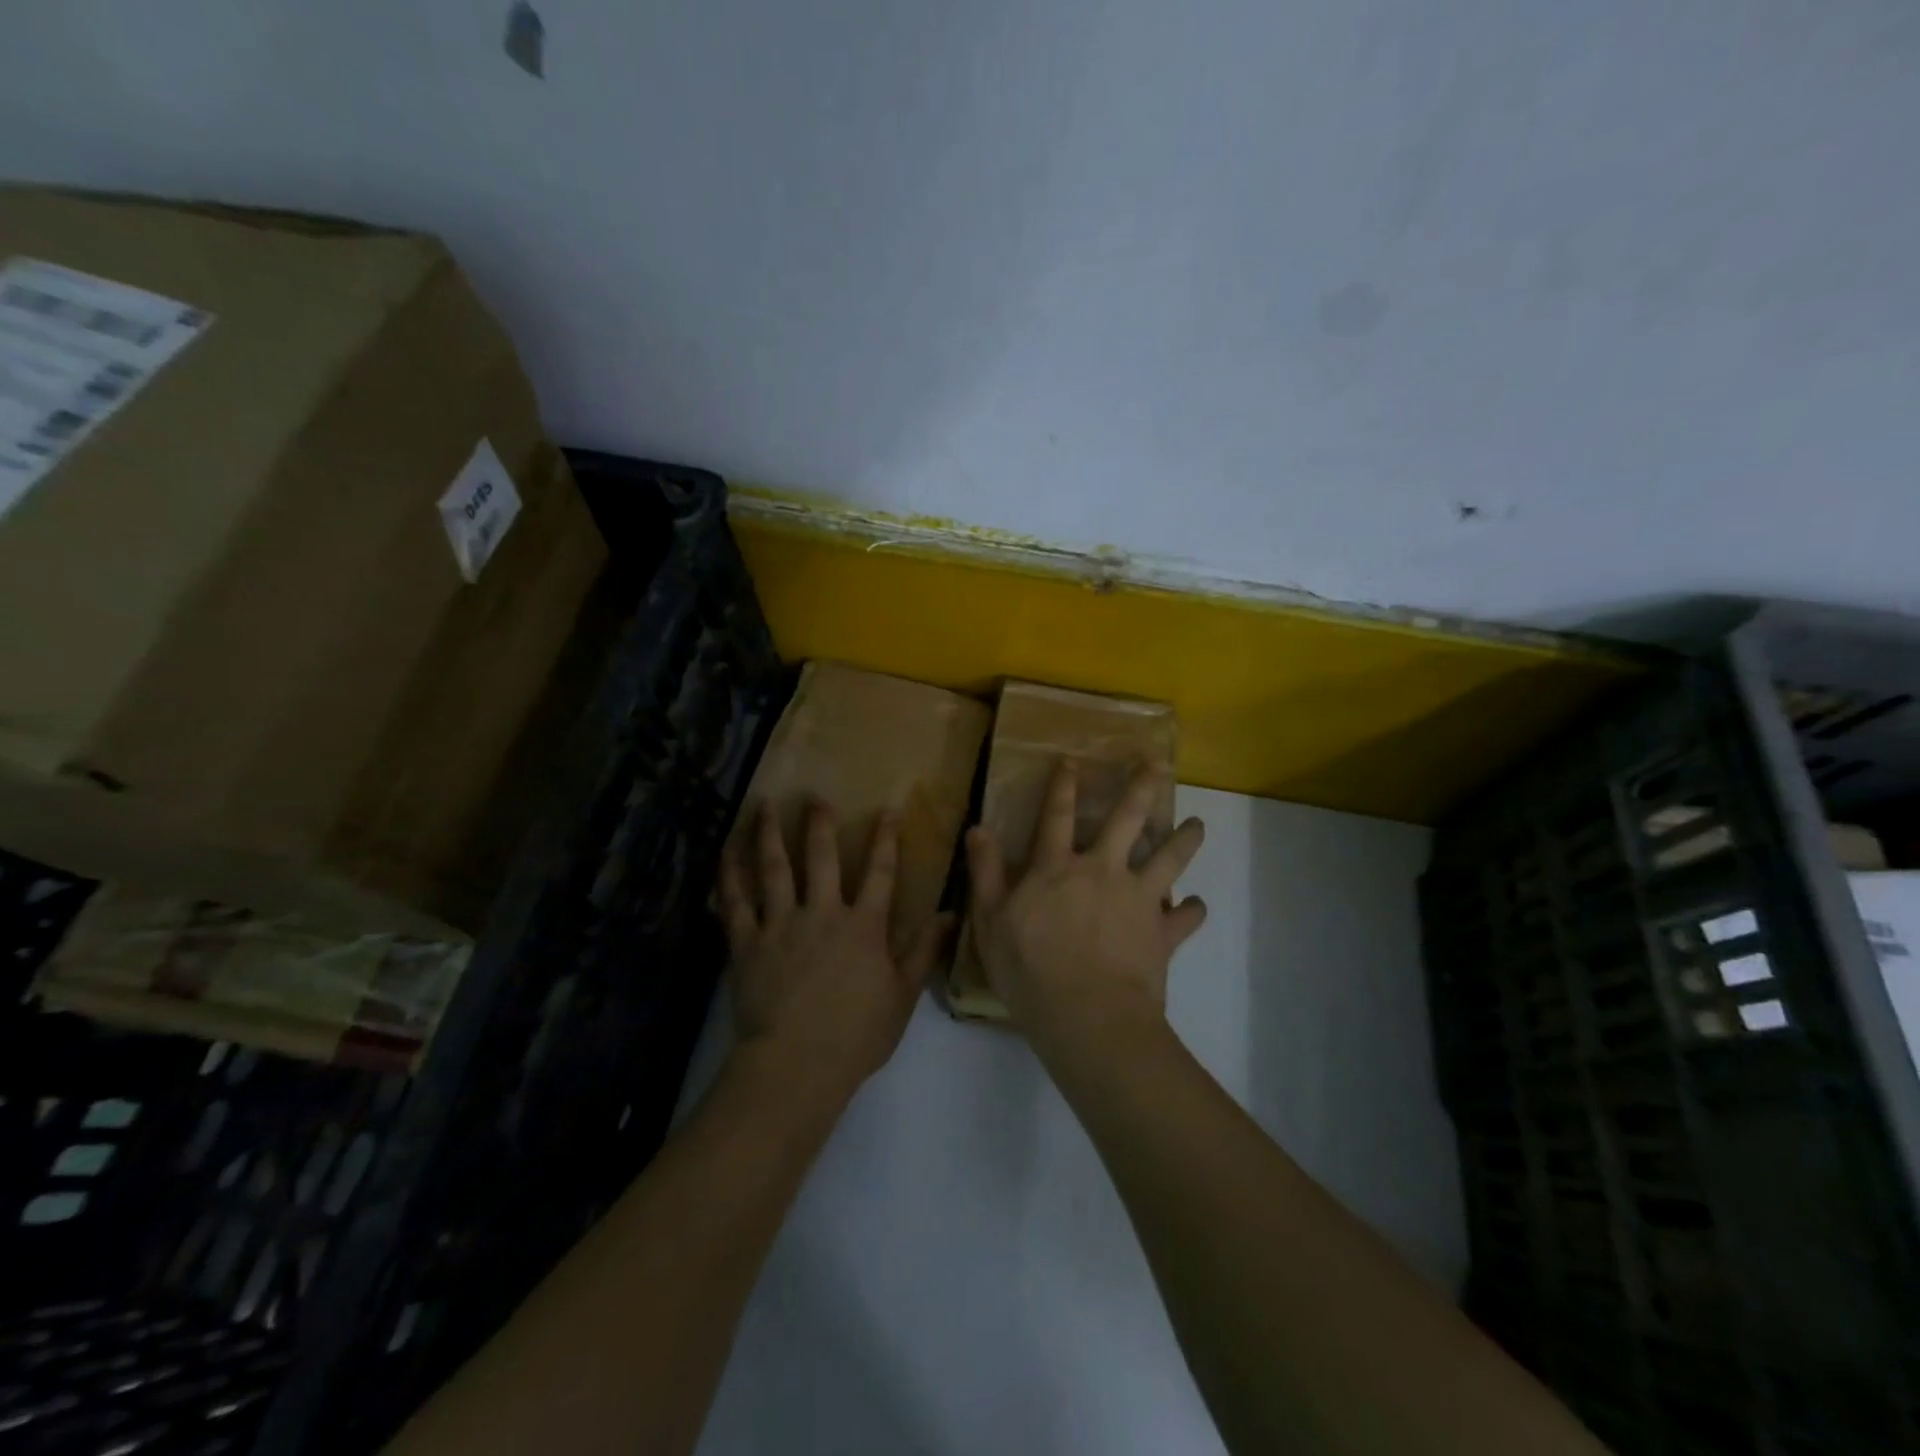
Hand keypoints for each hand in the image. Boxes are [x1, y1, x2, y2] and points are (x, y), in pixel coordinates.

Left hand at [719, 800, 949, 1102]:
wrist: (796, 1065)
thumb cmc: (856, 1035)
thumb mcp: (902, 995)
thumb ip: (924, 951)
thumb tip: (952, 914)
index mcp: (863, 926)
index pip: (880, 872)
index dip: (885, 839)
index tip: (887, 810)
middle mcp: (822, 913)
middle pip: (822, 858)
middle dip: (820, 824)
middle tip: (815, 797)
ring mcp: (781, 924)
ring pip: (775, 869)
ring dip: (770, 834)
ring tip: (764, 805)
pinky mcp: (747, 942)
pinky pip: (735, 902)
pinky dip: (729, 875)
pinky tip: (726, 852)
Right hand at [965, 760, 1206, 1041]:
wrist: (1087, 1015)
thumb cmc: (1029, 969)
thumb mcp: (991, 921)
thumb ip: (985, 872)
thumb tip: (978, 828)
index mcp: (1058, 868)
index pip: (1058, 816)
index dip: (1063, 786)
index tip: (1073, 760)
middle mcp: (1103, 871)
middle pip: (1128, 821)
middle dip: (1142, 788)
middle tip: (1158, 765)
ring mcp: (1138, 900)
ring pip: (1169, 859)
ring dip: (1185, 839)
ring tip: (1199, 825)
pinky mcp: (1162, 933)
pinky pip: (1185, 917)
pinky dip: (1192, 910)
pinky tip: (1197, 906)